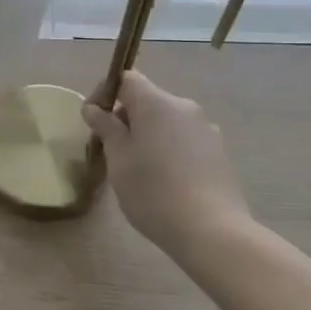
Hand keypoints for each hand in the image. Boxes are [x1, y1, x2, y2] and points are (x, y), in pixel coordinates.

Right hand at [82, 71, 253, 258]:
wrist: (211, 230)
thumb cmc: (153, 191)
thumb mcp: (118, 159)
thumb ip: (106, 129)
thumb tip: (94, 109)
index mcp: (157, 104)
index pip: (127, 79)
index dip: (105, 92)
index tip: (93, 120)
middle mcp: (184, 107)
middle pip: (147, 100)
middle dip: (125, 118)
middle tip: (110, 149)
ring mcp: (205, 129)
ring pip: (166, 121)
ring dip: (147, 134)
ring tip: (137, 168)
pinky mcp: (218, 151)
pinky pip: (183, 138)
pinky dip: (167, 148)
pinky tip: (164, 179)